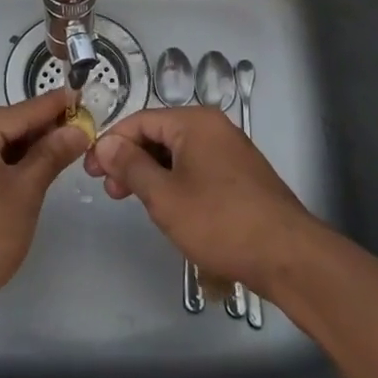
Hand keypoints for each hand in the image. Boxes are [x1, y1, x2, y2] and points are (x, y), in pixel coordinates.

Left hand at [0, 88, 88, 316]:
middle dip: (40, 128)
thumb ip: (51, 155)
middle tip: (78, 127)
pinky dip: (5, 164)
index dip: (53, 105)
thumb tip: (77, 130)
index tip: (80, 94)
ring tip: (61, 148)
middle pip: (3, 126)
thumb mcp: (25, 191)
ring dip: (24, 148)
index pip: (19, 112)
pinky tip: (29, 170)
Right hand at [84, 107, 319, 294]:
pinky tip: (165, 206)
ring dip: (150, 173)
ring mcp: (230, 151)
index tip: (90, 170)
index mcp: (195, 122)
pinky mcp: (240, 175)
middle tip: (109, 191)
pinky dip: (174, 181)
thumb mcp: (164, 196)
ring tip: (133, 201)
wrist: (288, 256)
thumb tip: (106, 143)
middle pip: (159, 135)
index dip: (111, 143)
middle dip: (130, 160)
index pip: (140, 121)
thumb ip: (130, 166)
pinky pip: (196, 168)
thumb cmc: (220, 222)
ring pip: (177, 154)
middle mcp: (214, 128)